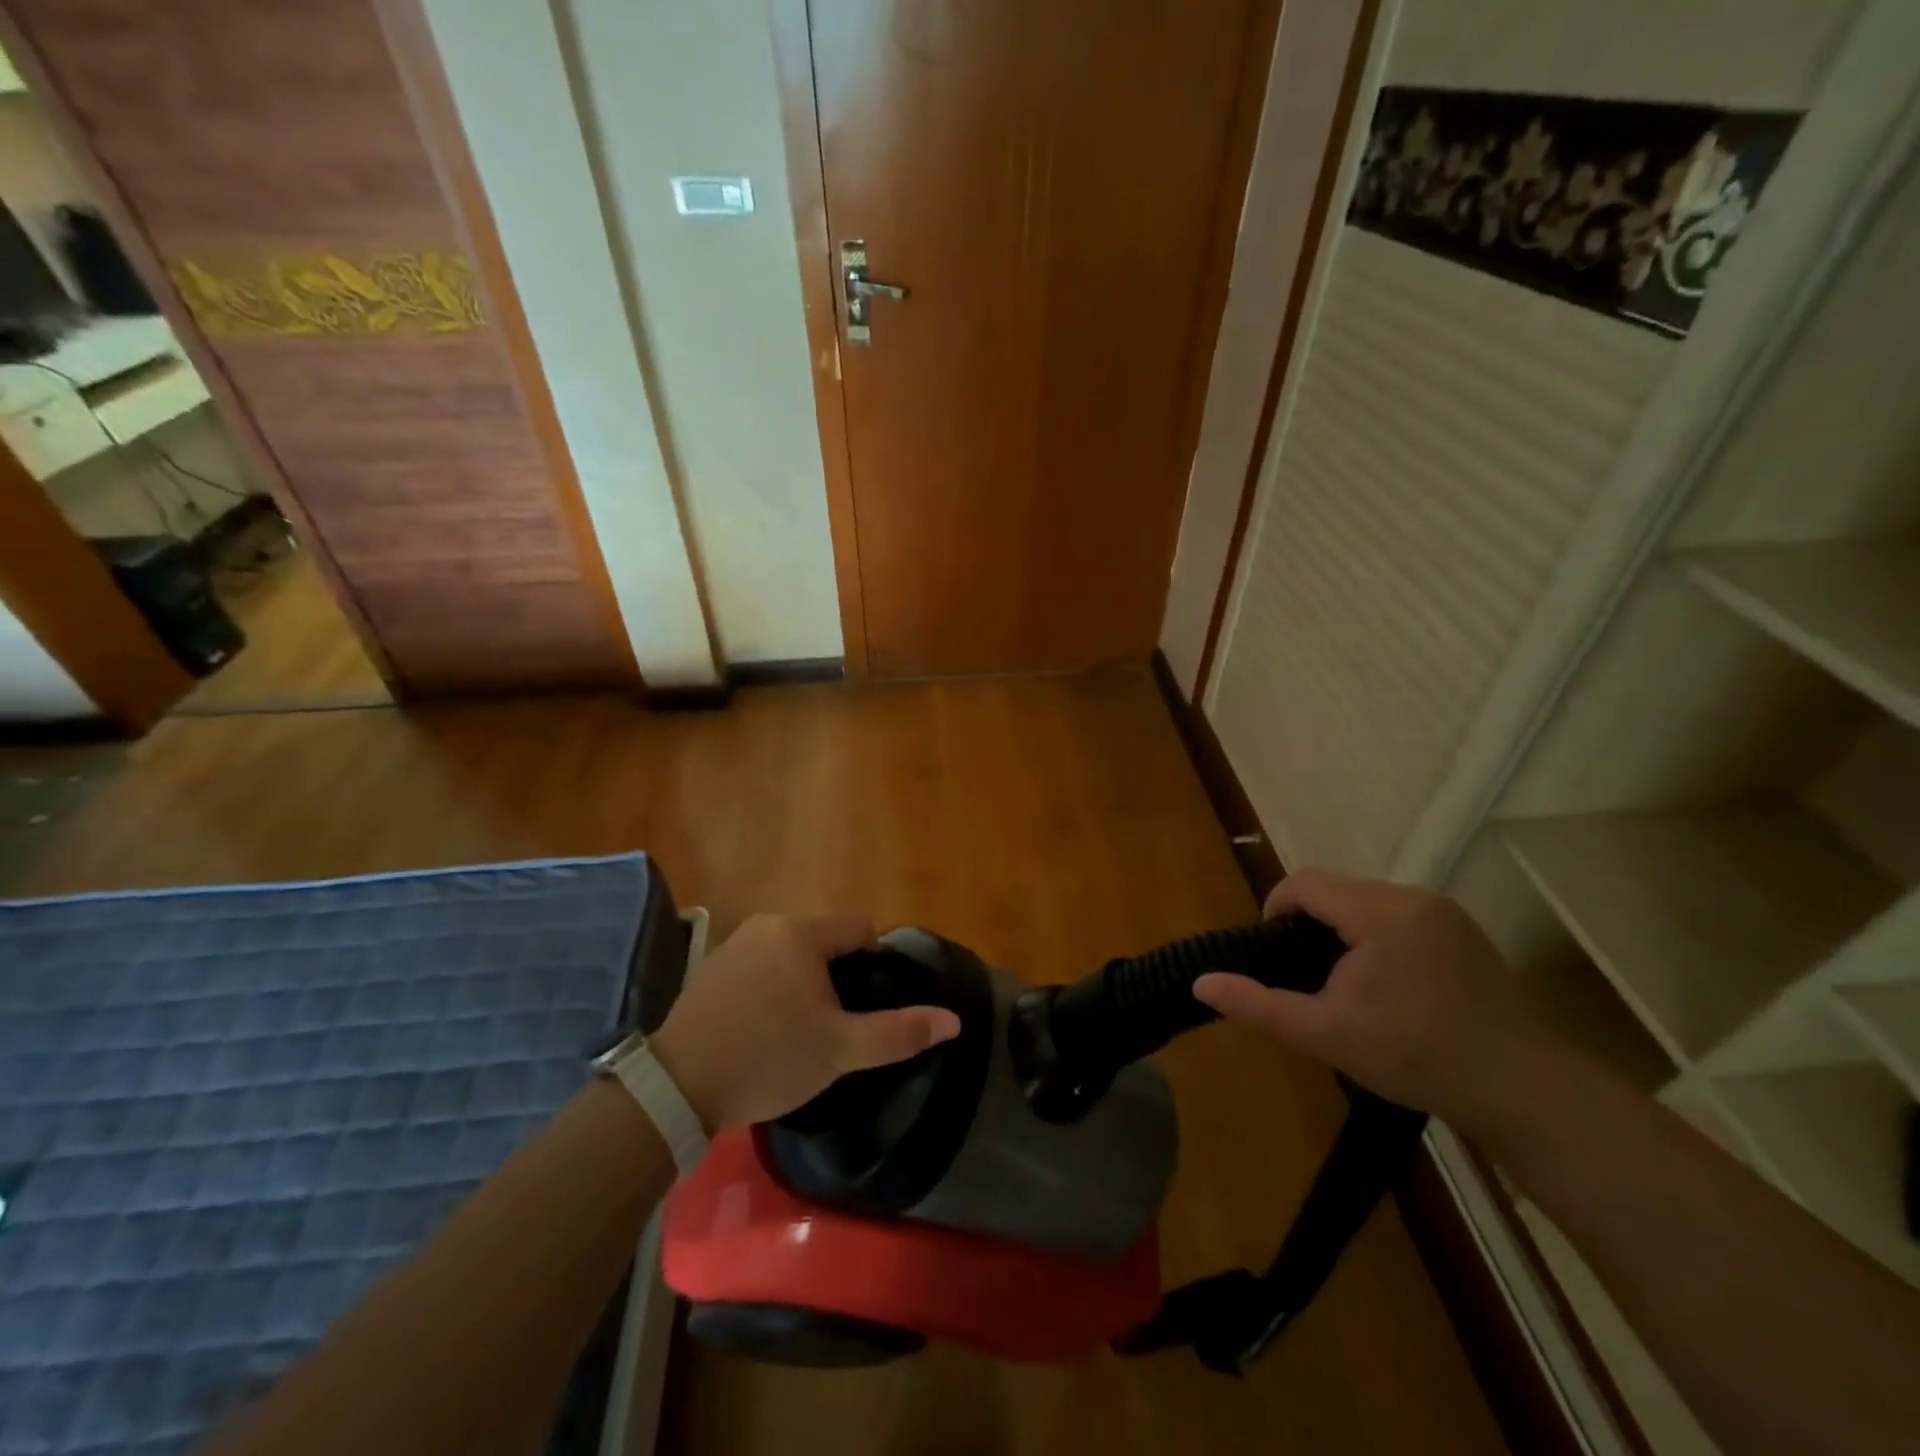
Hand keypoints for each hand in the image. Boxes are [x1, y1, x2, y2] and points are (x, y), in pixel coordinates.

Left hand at [650, 914, 961, 1131]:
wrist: (676, 1088)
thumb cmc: (768, 1059)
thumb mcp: (840, 1051)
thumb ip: (898, 1032)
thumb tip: (954, 1020)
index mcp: (801, 932)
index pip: (860, 929)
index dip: (874, 965)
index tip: (865, 1007)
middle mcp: (767, 924)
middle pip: (825, 941)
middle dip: (838, 977)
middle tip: (834, 1026)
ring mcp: (734, 944)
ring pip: (792, 954)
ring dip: (804, 983)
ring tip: (799, 1032)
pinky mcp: (712, 968)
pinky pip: (761, 966)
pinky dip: (772, 988)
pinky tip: (763, 1029)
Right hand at [1191, 871, 1570, 1135]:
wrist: (1529, 1093)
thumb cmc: (1418, 1057)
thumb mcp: (1327, 1034)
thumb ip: (1259, 1004)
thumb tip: (1200, 982)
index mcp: (1379, 912)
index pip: (1304, 883)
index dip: (1276, 911)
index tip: (1276, 957)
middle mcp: (1413, 897)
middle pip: (1336, 890)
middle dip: (1311, 925)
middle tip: (1311, 980)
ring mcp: (1445, 912)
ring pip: (1367, 902)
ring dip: (1344, 932)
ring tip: (1347, 986)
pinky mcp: (1465, 932)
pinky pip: (1399, 916)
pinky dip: (1377, 938)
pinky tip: (1389, 987)